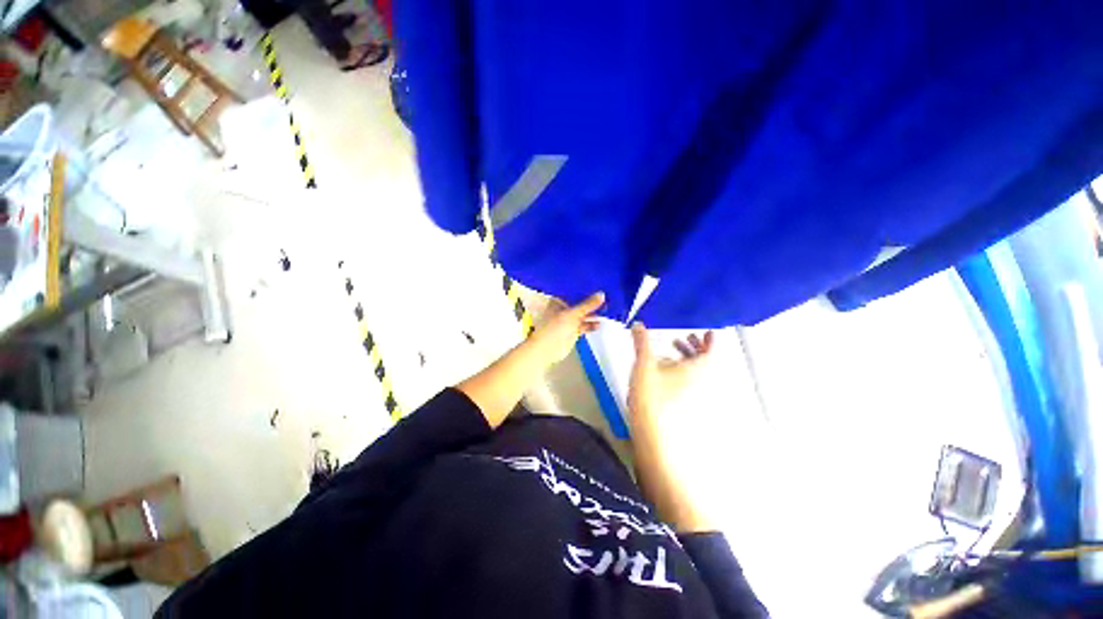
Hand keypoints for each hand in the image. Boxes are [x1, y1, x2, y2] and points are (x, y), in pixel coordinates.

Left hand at [529, 292, 604, 364]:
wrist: (547, 350)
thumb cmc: (555, 328)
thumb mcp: (573, 314)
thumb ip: (587, 305)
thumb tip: (602, 294)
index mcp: (558, 301)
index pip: (573, 291)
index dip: (584, 288)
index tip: (597, 283)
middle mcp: (563, 309)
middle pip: (579, 303)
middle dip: (591, 301)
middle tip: (607, 295)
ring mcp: (568, 320)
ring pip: (583, 314)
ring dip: (593, 313)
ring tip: (607, 308)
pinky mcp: (573, 330)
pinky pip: (584, 325)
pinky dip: (591, 324)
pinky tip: (600, 323)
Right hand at [627, 323, 713, 422]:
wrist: (650, 429)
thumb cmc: (652, 395)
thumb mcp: (644, 363)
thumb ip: (641, 342)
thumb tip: (638, 325)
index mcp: (696, 369)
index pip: (712, 351)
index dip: (711, 340)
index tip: (708, 332)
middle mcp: (698, 380)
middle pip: (704, 360)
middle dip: (696, 346)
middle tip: (687, 337)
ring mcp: (691, 392)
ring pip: (695, 370)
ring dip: (687, 356)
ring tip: (672, 349)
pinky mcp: (682, 400)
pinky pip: (687, 380)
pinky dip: (680, 369)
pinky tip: (663, 368)